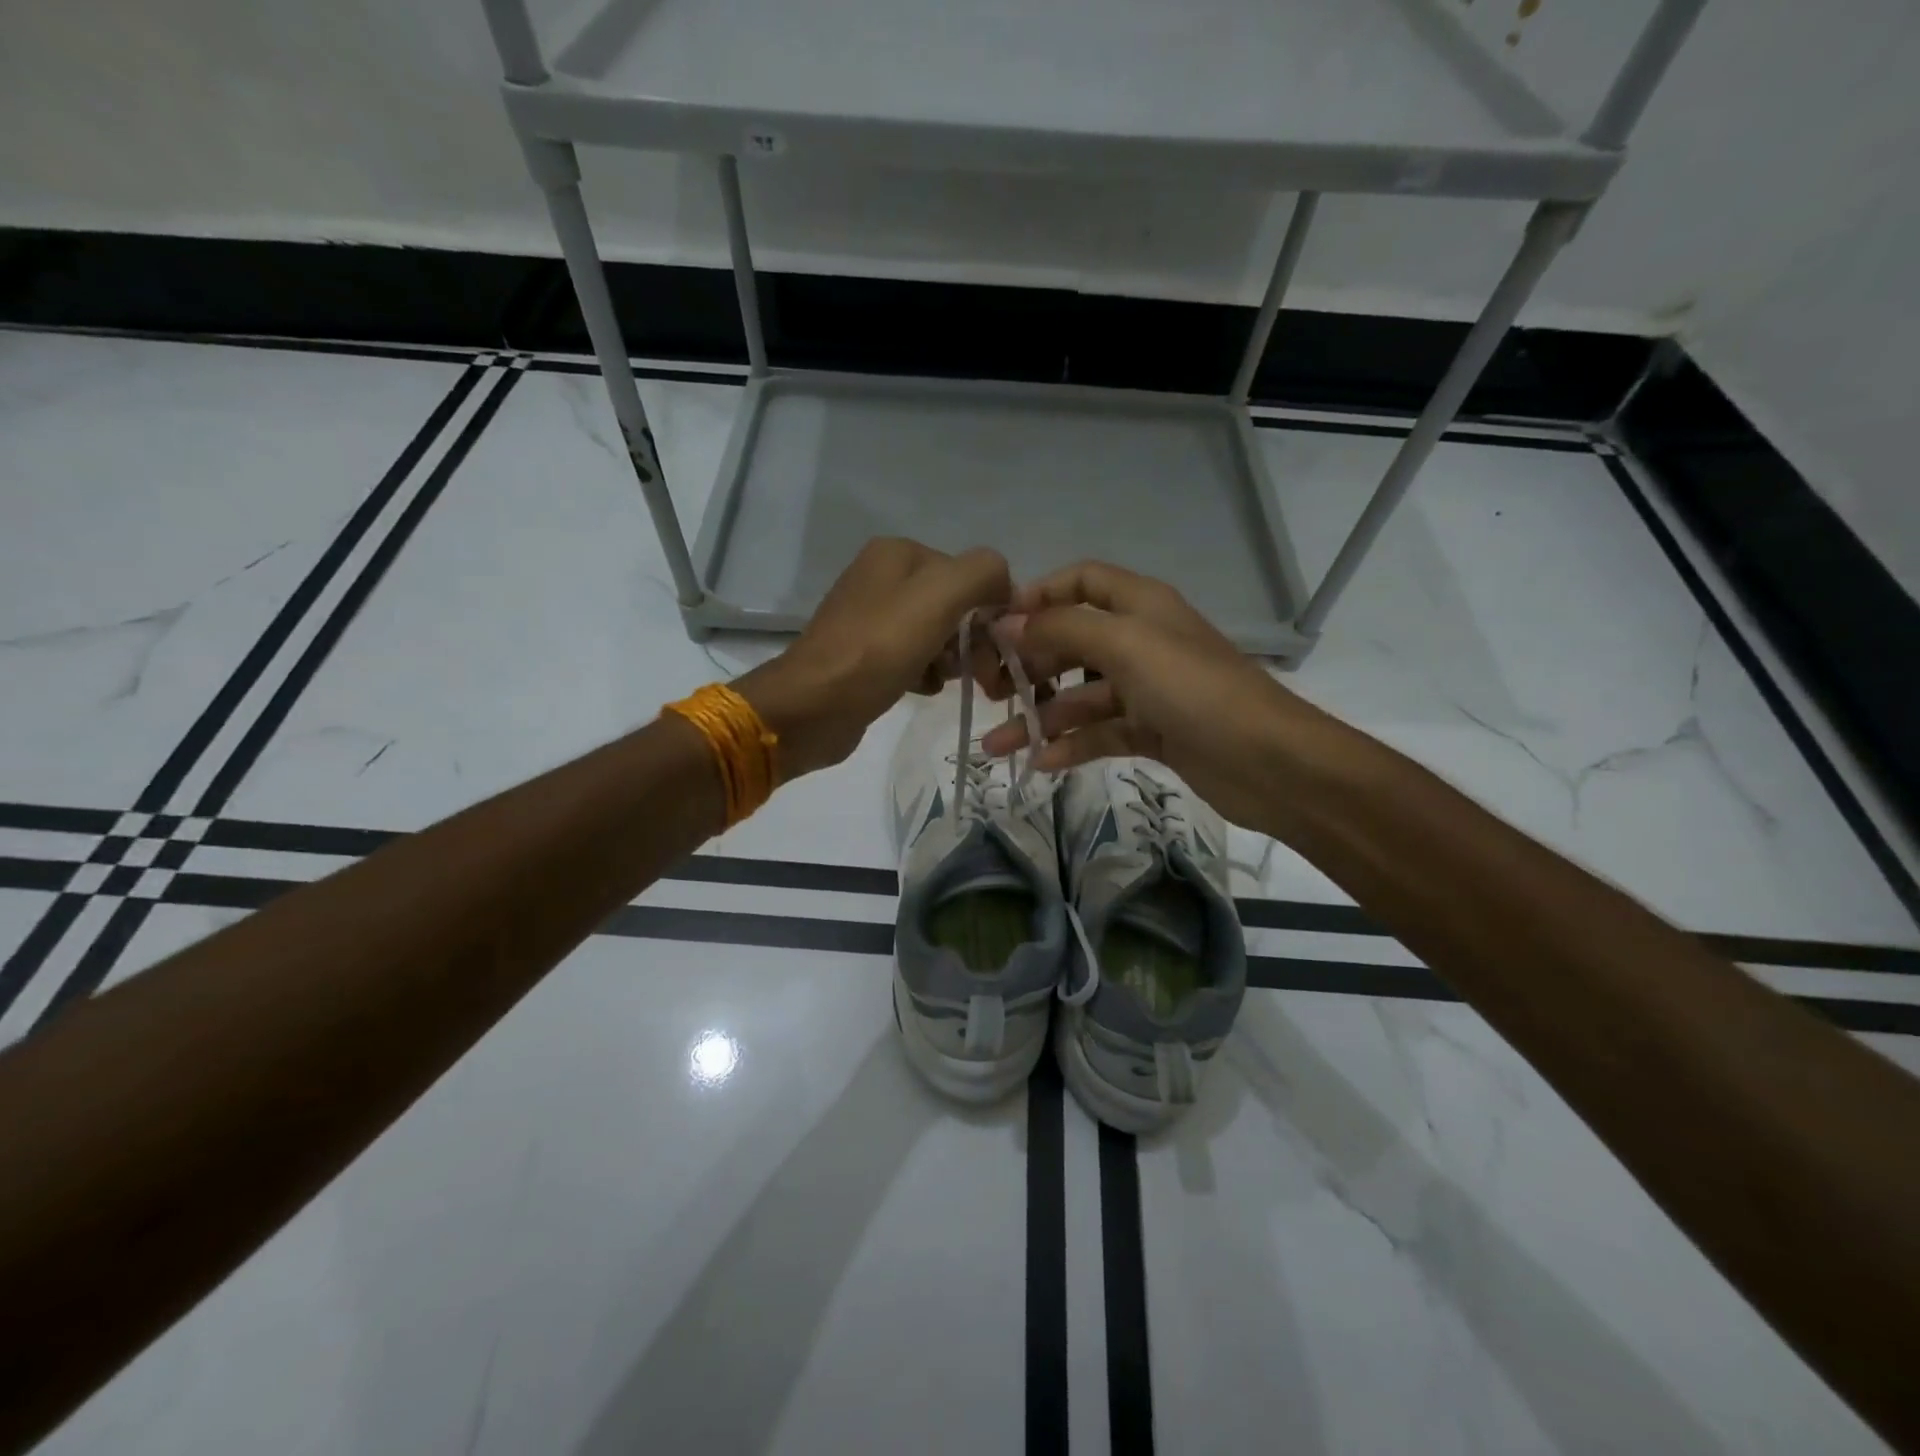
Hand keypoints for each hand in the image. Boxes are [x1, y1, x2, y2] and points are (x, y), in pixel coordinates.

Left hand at [736, 538, 1011, 776]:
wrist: (813, 706)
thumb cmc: (879, 648)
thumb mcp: (941, 596)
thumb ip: (983, 574)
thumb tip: (1003, 587)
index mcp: (898, 553)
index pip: (969, 574)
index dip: (989, 611)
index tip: (995, 649)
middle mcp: (882, 577)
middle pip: (953, 605)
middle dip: (972, 640)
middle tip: (980, 676)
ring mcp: (870, 617)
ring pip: (936, 634)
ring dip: (951, 660)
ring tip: (943, 682)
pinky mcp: (864, 655)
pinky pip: (913, 658)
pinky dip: (925, 674)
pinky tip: (922, 689)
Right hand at [980, 562, 1328, 826]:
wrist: (1268, 762)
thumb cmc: (1193, 689)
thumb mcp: (1125, 646)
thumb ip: (1062, 629)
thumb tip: (1007, 624)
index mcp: (1140, 605)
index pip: (1081, 580)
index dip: (1039, 596)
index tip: (997, 625)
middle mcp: (1142, 640)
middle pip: (1073, 641)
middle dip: (1029, 665)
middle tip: (989, 692)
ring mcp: (1147, 689)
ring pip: (1080, 696)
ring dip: (1039, 718)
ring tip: (997, 745)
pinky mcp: (1152, 732)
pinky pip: (1100, 732)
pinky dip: (1071, 746)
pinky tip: (1041, 763)